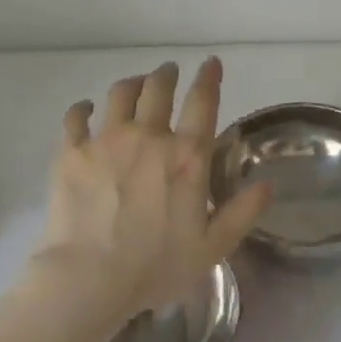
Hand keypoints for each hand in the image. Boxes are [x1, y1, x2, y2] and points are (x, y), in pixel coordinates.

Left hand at [36, 57, 272, 319]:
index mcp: (186, 156)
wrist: (88, 278)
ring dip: (132, 83)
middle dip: (166, 74)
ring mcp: (107, 139)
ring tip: (135, 84)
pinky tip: (86, 108)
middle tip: (169, 72)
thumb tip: (268, 183)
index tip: (210, 63)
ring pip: (121, 93)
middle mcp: (148, 136)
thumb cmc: (156, 266)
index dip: (208, 77)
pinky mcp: (73, 151)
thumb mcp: (213, 247)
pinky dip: (83, 108)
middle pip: (158, 87)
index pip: (202, 102)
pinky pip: (76, 116)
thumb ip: (243, 212)